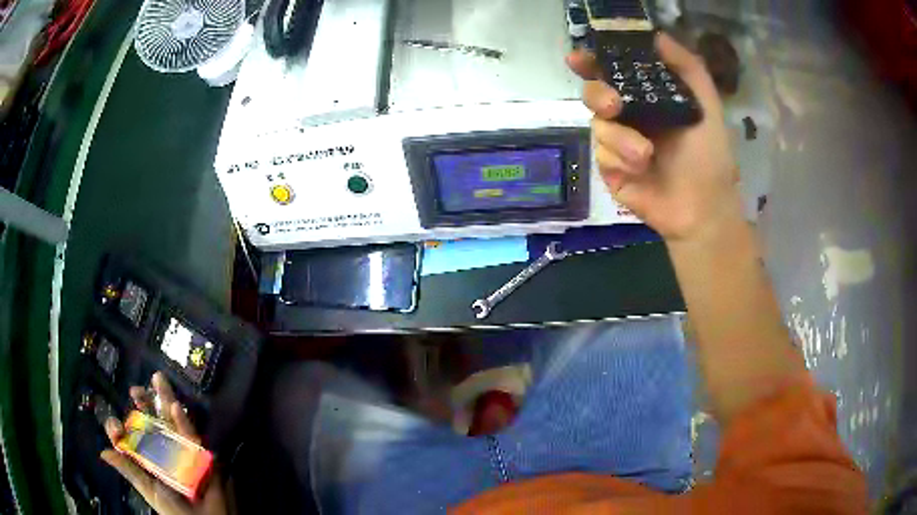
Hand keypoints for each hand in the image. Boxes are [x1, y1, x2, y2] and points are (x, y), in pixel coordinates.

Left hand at [100, 372, 227, 514]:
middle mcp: (162, 450)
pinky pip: (191, 435)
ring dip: (164, 401)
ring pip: (171, 422)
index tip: (115, 425)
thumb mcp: (148, 490)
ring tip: (156, 380)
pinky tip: (175, 406)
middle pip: (152, 423)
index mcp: (147, 459)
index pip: (132, 438)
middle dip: (145, 404)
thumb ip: (129, 470)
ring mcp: (181, 450)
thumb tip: (103, 452)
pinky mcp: (200, 454)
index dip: (123, 429)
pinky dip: (184, 421)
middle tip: (135, 390)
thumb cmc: (174, 510)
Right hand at [567, 33, 741, 242]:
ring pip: (597, 124)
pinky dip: (619, 158)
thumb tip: (655, 35)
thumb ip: (687, 67)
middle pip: (594, 93)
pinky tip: (640, 169)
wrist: (702, 208)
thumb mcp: (707, 105)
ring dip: (620, 138)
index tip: (580, 57)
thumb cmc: (709, 156)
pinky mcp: (610, 169)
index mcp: (650, 98)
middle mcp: (630, 116)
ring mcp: (618, 143)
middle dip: (598, 94)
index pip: (615, 72)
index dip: (595, 61)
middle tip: (614, 105)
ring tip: (646, 155)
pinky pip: (600, 152)